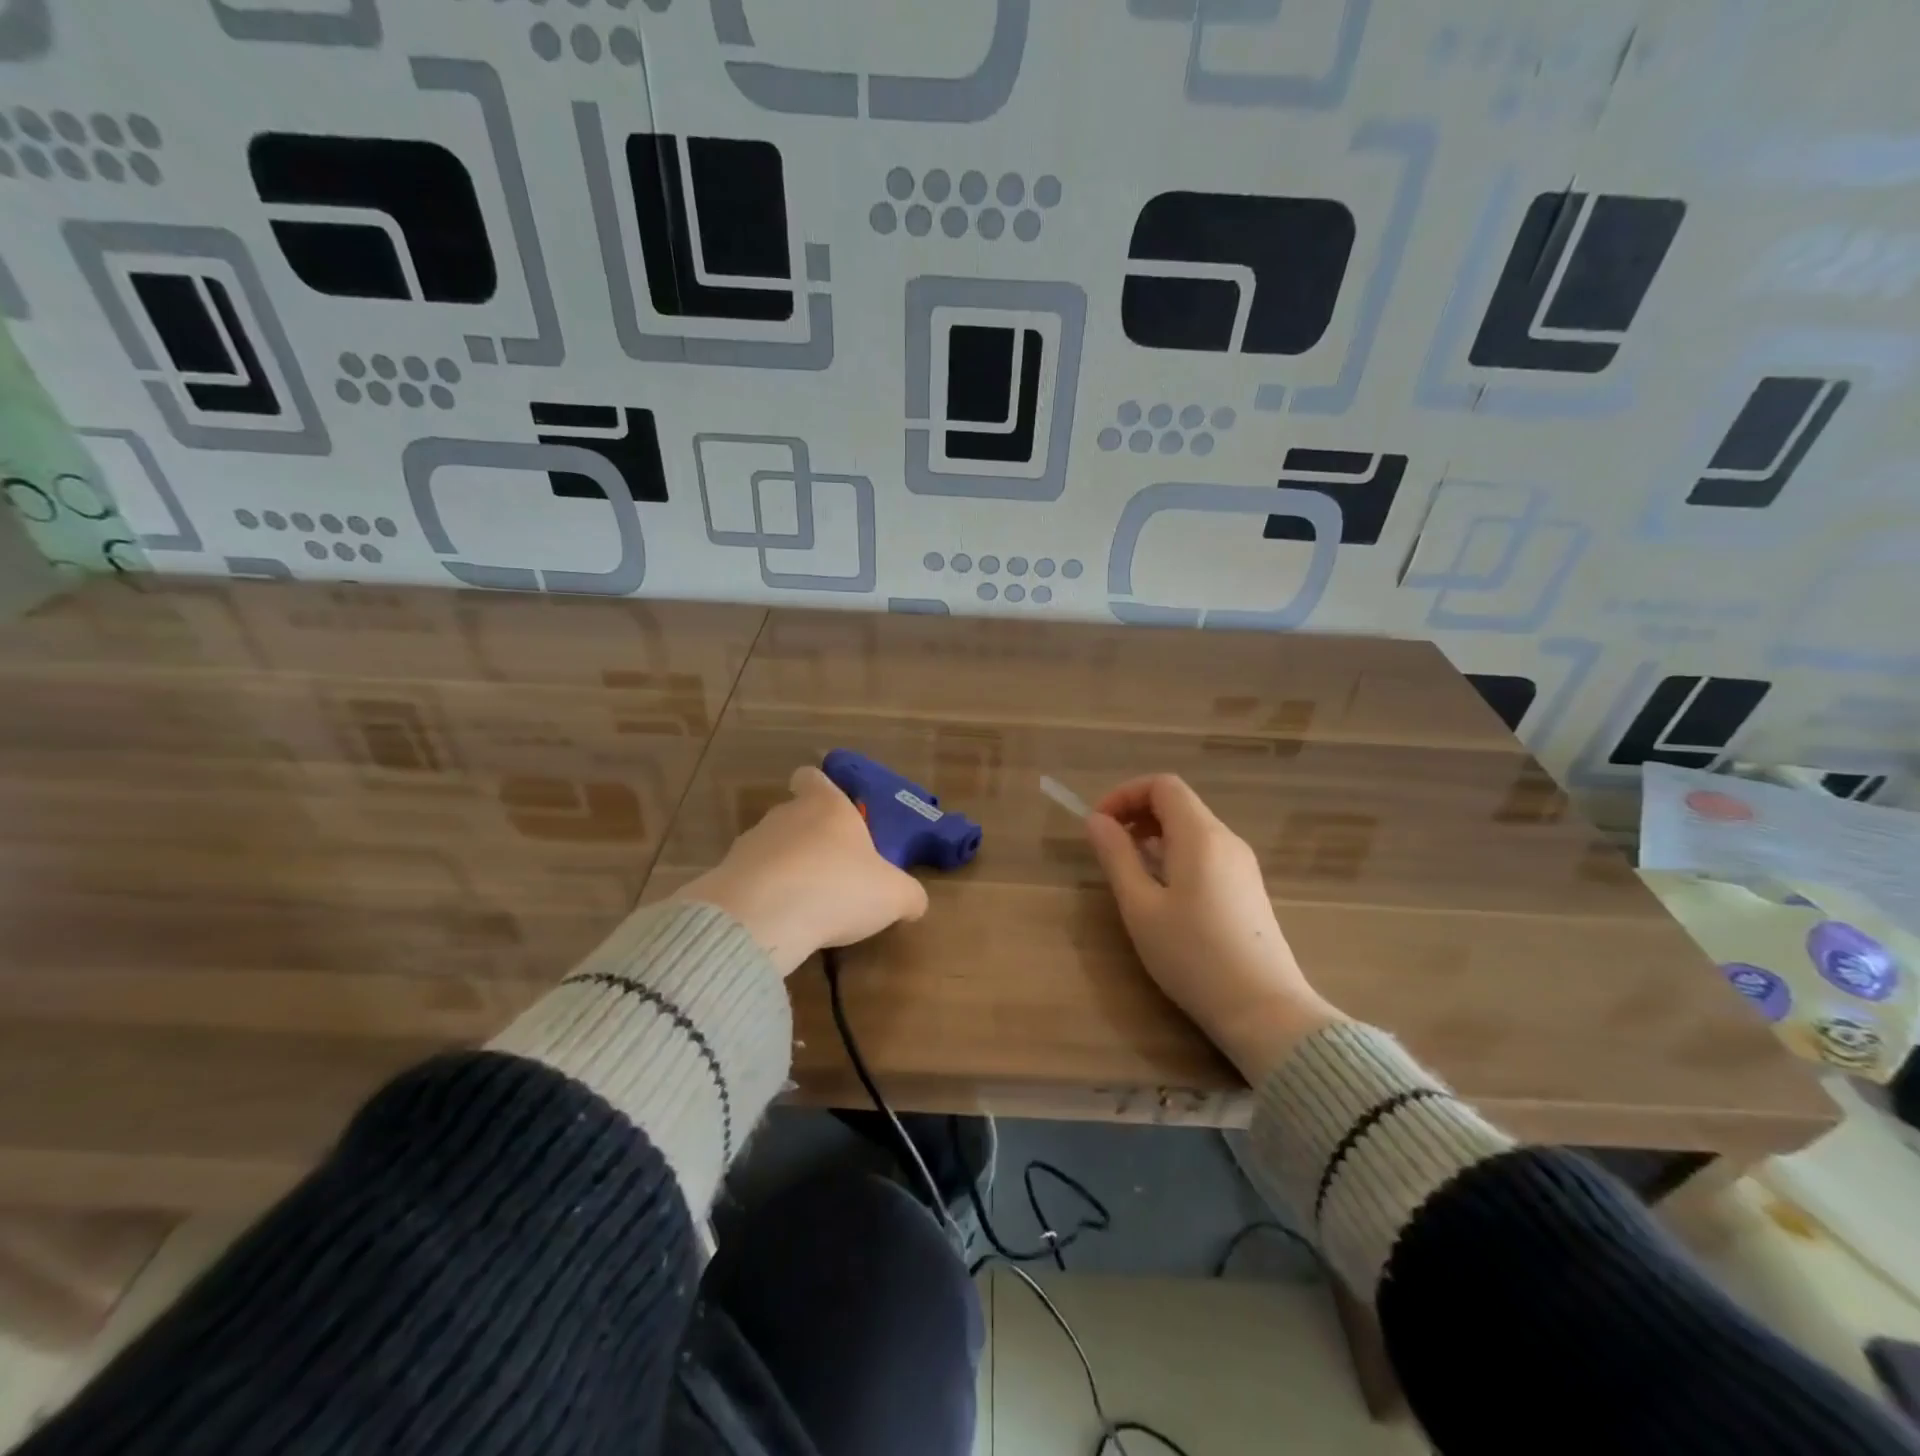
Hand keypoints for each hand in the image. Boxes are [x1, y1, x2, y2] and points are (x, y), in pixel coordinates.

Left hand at [674, 766, 929, 975]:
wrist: (762, 917)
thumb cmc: (837, 888)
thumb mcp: (893, 896)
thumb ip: (908, 895)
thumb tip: (915, 903)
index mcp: (826, 806)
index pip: (813, 777)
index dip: (820, 788)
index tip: (832, 810)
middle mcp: (785, 815)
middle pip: (795, 815)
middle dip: (810, 839)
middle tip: (833, 872)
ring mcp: (749, 844)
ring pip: (771, 848)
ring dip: (786, 869)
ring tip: (806, 905)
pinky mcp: (725, 876)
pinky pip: (751, 880)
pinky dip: (765, 896)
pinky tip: (780, 922)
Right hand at [1084, 774, 1344, 1082]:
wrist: (1264, 1010)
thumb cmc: (1193, 956)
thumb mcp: (1140, 907)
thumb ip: (1117, 857)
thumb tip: (1097, 821)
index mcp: (1201, 836)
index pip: (1163, 785)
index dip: (1125, 795)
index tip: (1099, 825)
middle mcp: (1227, 840)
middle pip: (1179, 803)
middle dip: (1138, 814)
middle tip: (1109, 847)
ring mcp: (1242, 865)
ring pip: (1193, 829)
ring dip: (1155, 836)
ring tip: (1131, 873)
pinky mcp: (1248, 889)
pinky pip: (1206, 852)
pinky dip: (1176, 855)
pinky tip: (1163, 894)